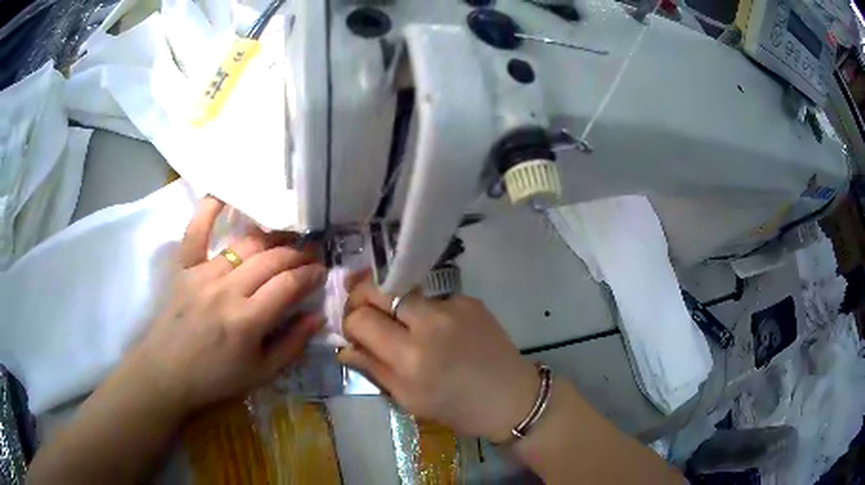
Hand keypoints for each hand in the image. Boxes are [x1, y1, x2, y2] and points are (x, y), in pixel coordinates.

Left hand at [127, 196, 325, 413]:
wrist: (166, 373)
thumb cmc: (215, 378)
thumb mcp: (262, 374)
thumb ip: (292, 345)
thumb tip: (316, 316)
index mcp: (248, 320)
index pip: (289, 284)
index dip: (310, 274)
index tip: (321, 272)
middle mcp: (227, 290)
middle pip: (271, 259)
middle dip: (297, 254)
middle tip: (310, 256)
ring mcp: (204, 274)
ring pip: (245, 245)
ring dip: (270, 239)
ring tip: (285, 240)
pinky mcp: (185, 268)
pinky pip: (196, 232)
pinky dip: (208, 210)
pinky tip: (222, 194)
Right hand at [338, 275, 538, 442]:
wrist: (512, 398)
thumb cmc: (458, 409)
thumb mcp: (409, 399)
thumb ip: (373, 368)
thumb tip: (344, 347)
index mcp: (411, 356)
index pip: (361, 319)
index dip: (350, 324)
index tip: (355, 334)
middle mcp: (430, 322)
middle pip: (378, 289)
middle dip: (363, 298)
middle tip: (365, 313)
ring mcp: (453, 306)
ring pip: (405, 292)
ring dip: (396, 306)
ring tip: (406, 328)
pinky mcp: (470, 300)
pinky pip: (433, 299)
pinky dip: (426, 313)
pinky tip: (440, 333)